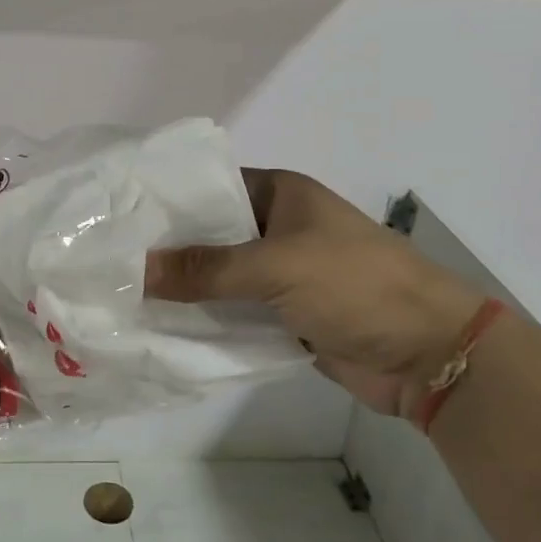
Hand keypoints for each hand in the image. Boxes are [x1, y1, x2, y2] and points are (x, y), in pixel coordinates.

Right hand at [145, 169, 485, 417]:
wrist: (431, 354)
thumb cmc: (357, 285)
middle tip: (110, 264)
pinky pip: (235, 313)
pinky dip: (207, 321)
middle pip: (211, 236)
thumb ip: (206, 269)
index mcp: (280, 194)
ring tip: (122, 298)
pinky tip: (163, 330)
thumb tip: (136, 270)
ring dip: (185, 291)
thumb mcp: (277, 267)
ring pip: (220, 278)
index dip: (168, 200)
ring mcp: (281, 274)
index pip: (210, 187)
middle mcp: (277, 228)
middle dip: (168, 251)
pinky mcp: (285, 316)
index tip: (119, 218)